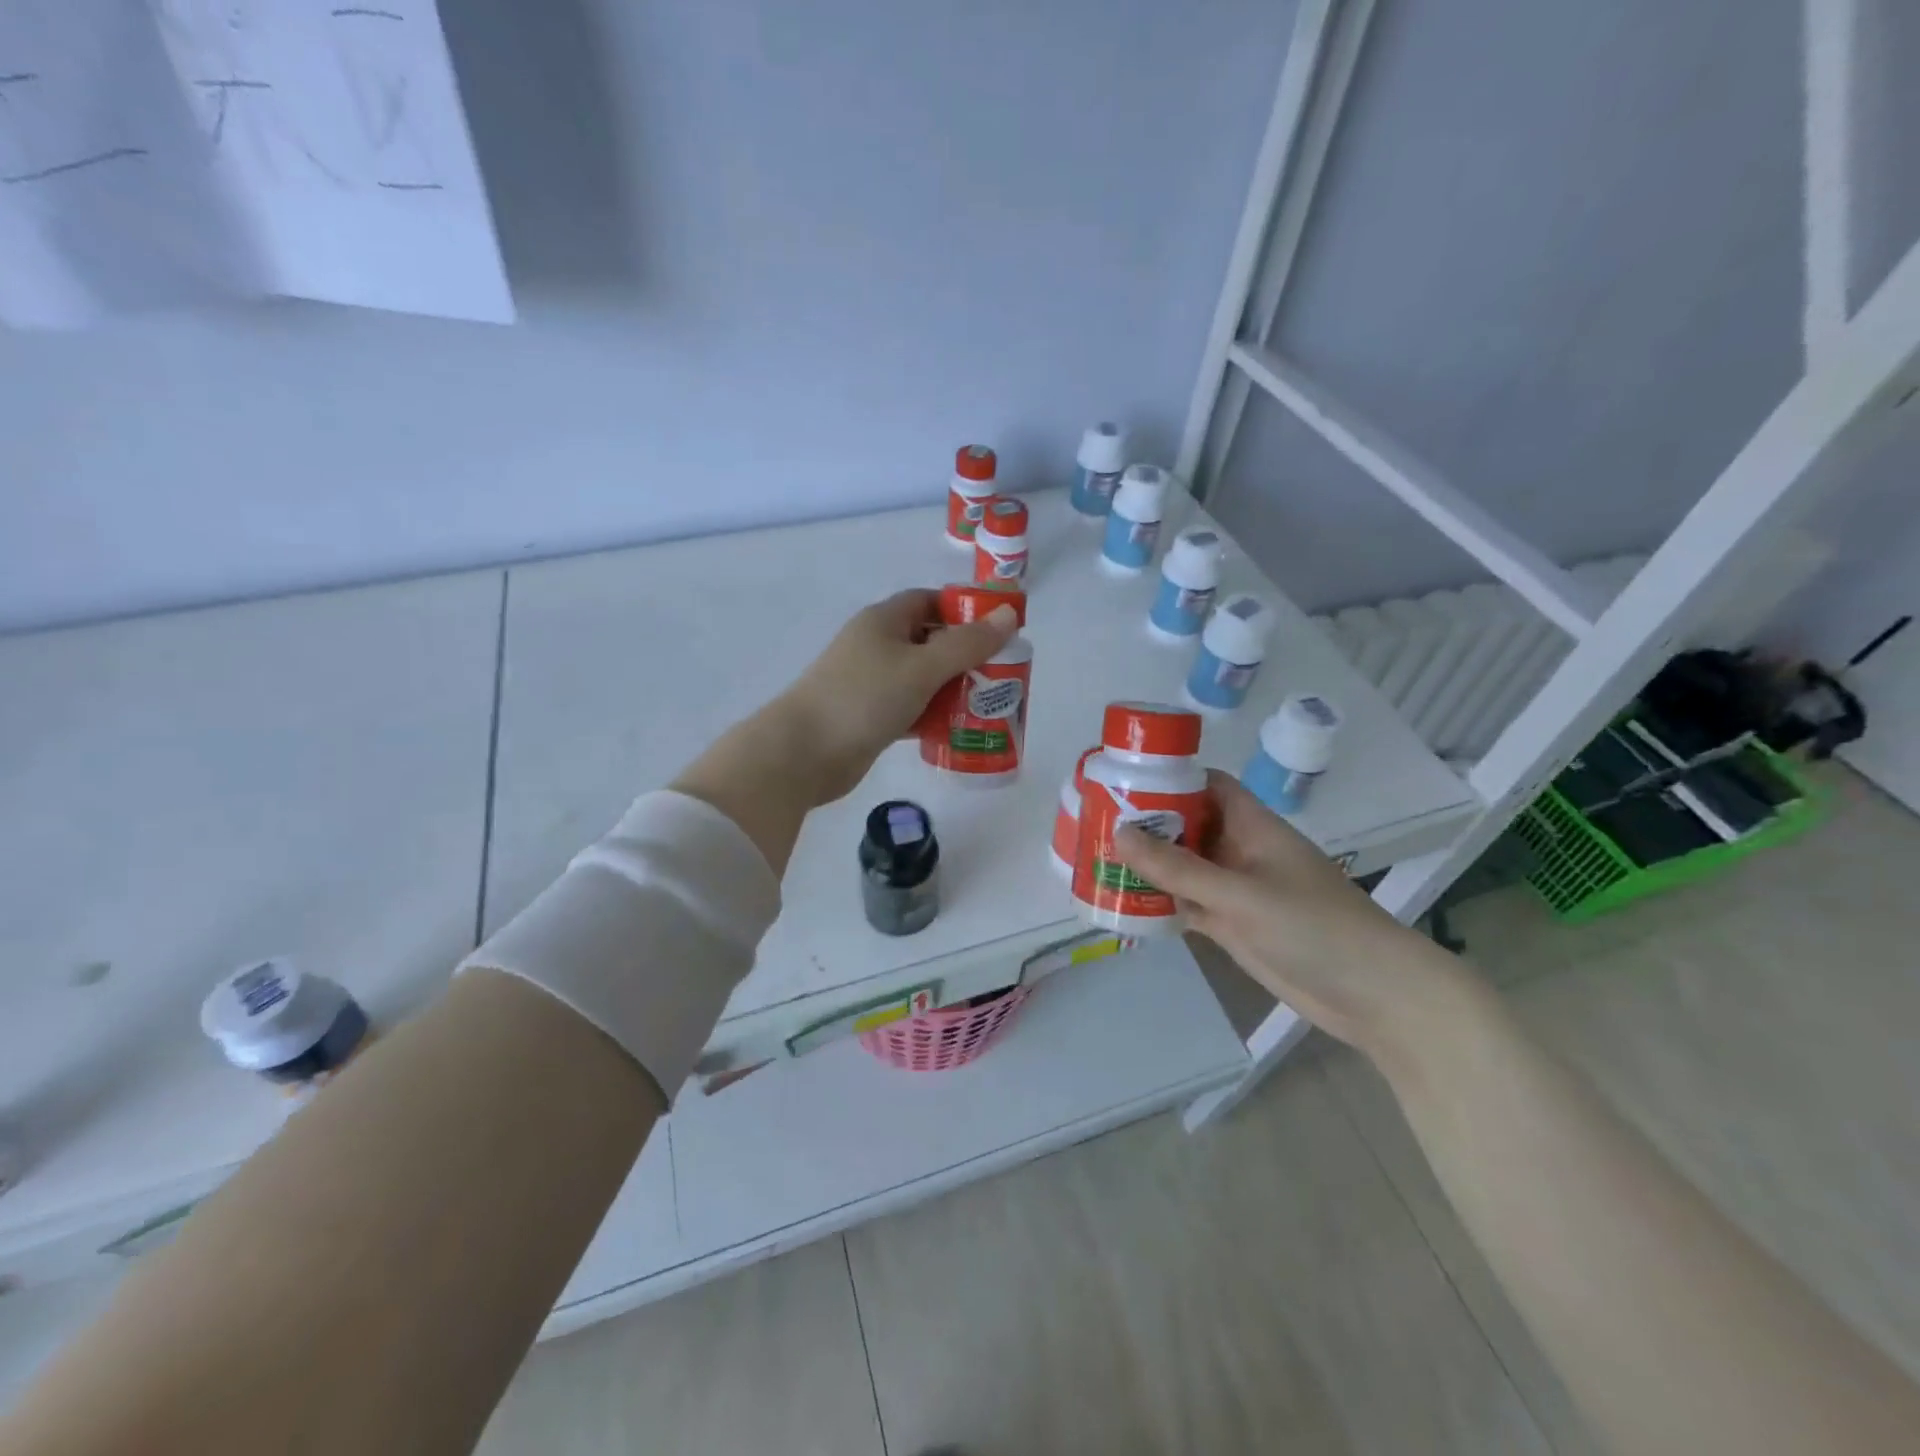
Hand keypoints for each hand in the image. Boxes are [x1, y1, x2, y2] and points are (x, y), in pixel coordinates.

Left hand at [769, 588, 1017, 805]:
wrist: (803, 753)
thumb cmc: (864, 698)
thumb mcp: (922, 667)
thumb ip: (967, 644)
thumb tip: (1010, 615)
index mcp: (884, 621)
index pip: (929, 601)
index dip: (964, 610)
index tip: (998, 631)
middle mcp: (876, 646)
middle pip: (930, 641)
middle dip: (965, 655)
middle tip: (1003, 674)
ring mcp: (871, 683)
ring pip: (922, 678)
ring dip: (952, 689)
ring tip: (990, 704)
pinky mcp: (869, 717)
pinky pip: (911, 708)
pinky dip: (933, 715)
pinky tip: (960, 729)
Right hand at [1113, 770, 1453, 1053]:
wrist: (1372, 994)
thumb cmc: (1313, 927)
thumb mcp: (1240, 893)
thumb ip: (1179, 868)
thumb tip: (1119, 833)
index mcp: (1252, 826)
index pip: (1207, 785)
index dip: (1169, 777)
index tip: (1123, 778)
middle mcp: (1241, 851)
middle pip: (1188, 826)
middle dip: (1146, 823)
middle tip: (1095, 821)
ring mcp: (1237, 891)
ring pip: (1184, 867)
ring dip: (1148, 865)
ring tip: (1097, 857)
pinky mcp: (1234, 925)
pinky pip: (1188, 904)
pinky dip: (1160, 902)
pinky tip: (1123, 902)